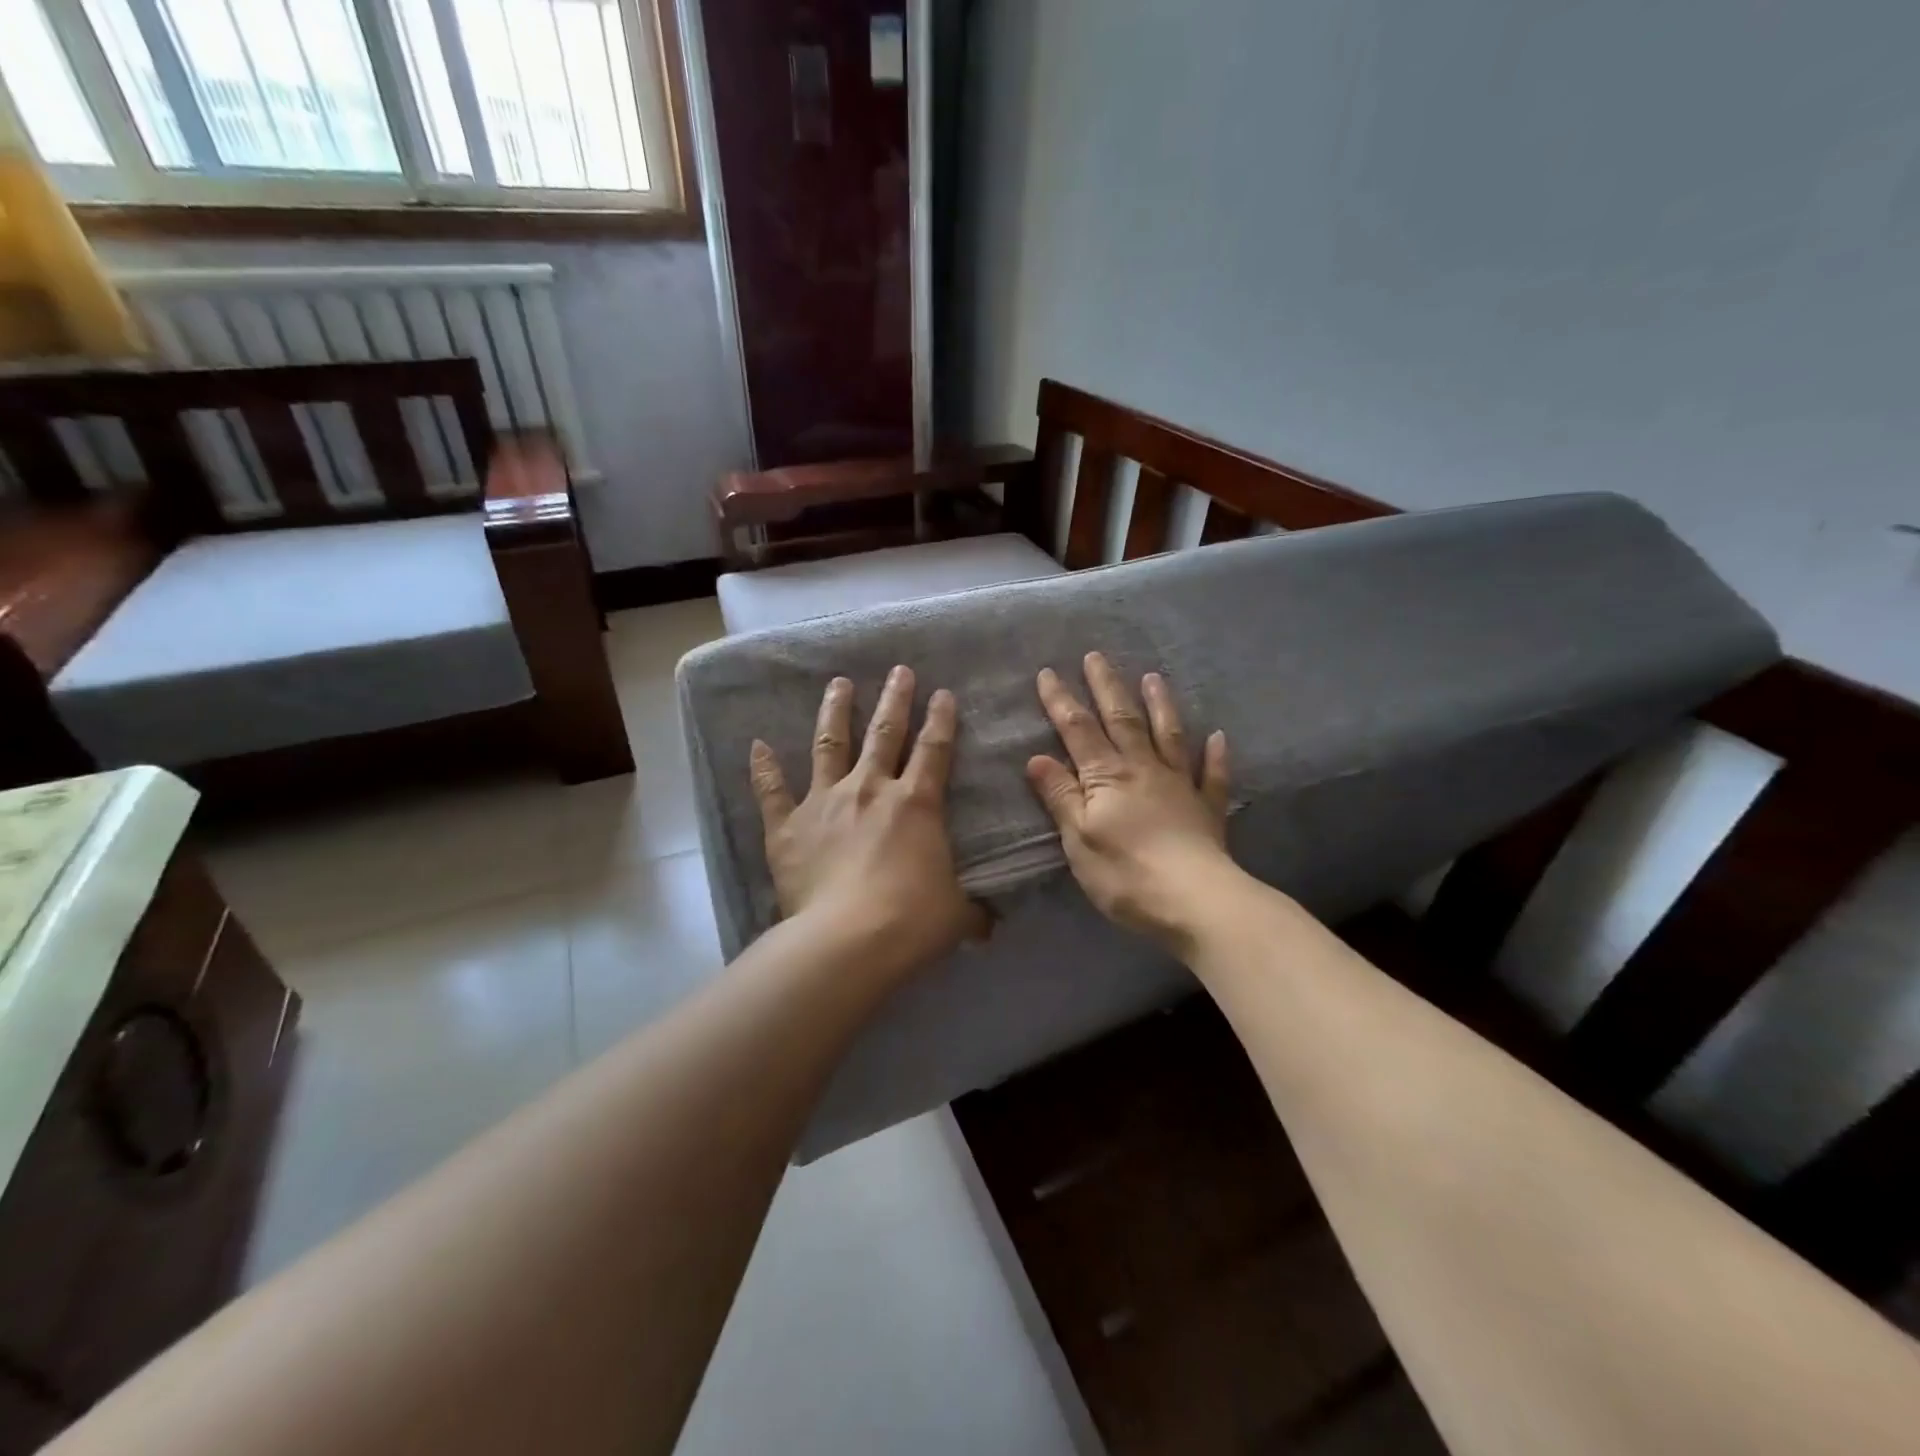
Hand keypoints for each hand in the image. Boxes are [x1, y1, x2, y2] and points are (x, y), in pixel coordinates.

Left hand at [749, 666, 983, 982]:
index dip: (941, 720)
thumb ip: (972, 913)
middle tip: (898, 671)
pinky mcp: (788, 826)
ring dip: (835, 711)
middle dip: (895, 699)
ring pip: (830, 744)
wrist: (848, 939)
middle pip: (885, 733)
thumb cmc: (911, 920)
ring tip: (838, 684)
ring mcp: (825, 802)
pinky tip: (757, 745)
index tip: (943, 693)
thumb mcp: (955, 915)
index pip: (934, 750)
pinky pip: (772, 791)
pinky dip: (764, 768)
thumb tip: (990, 927)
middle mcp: (870, 790)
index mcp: (916, 804)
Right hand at [1027, 652, 1233, 944]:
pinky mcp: (1207, 810)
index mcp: (1107, 777)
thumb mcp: (1078, 838)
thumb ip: (1061, 795)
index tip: (1049, 672)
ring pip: (1168, 736)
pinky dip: (1215, 756)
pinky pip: (1211, 776)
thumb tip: (1037, 757)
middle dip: (1107, 687)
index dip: (1061, 701)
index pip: (1078, 731)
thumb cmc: (1126, 873)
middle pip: (1123, 720)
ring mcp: (1179, 786)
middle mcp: (1143, 770)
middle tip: (1097, 656)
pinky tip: (1218, 737)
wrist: (1195, 900)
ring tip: (1154, 677)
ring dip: (1160, 705)